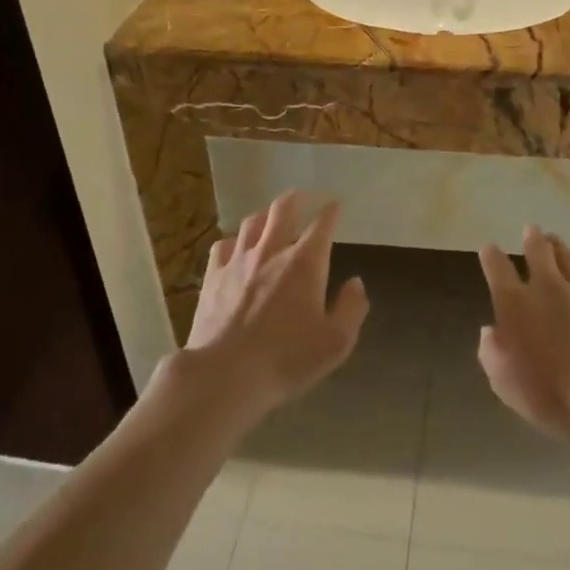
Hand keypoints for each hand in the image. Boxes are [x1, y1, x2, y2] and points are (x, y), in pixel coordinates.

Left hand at [182, 192, 367, 418]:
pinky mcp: (213, 276)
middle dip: (295, 199)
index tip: (336, 204)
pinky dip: (234, 241)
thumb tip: (356, 283)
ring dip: (265, 215)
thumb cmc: (286, 358)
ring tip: (269, 217)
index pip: (322, 224)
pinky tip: (235, 248)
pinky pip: (223, 246)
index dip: (331, 211)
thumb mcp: (335, 342)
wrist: (225, 373)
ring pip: (252, 223)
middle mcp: (272, 251)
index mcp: (305, 263)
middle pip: (282, 210)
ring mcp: (238, 261)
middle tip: (301, 196)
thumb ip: (351, 308)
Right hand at [477, 226, 569, 439]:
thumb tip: (490, 331)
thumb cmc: (549, 394)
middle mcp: (546, 287)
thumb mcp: (504, 383)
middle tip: (530, 230)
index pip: (497, 268)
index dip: (490, 256)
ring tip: (552, 239)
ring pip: (566, 256)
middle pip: (537, 251)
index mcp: (515, 304)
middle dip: (531, 238)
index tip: (488, 249)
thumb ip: (491, 352)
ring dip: (556, 245)